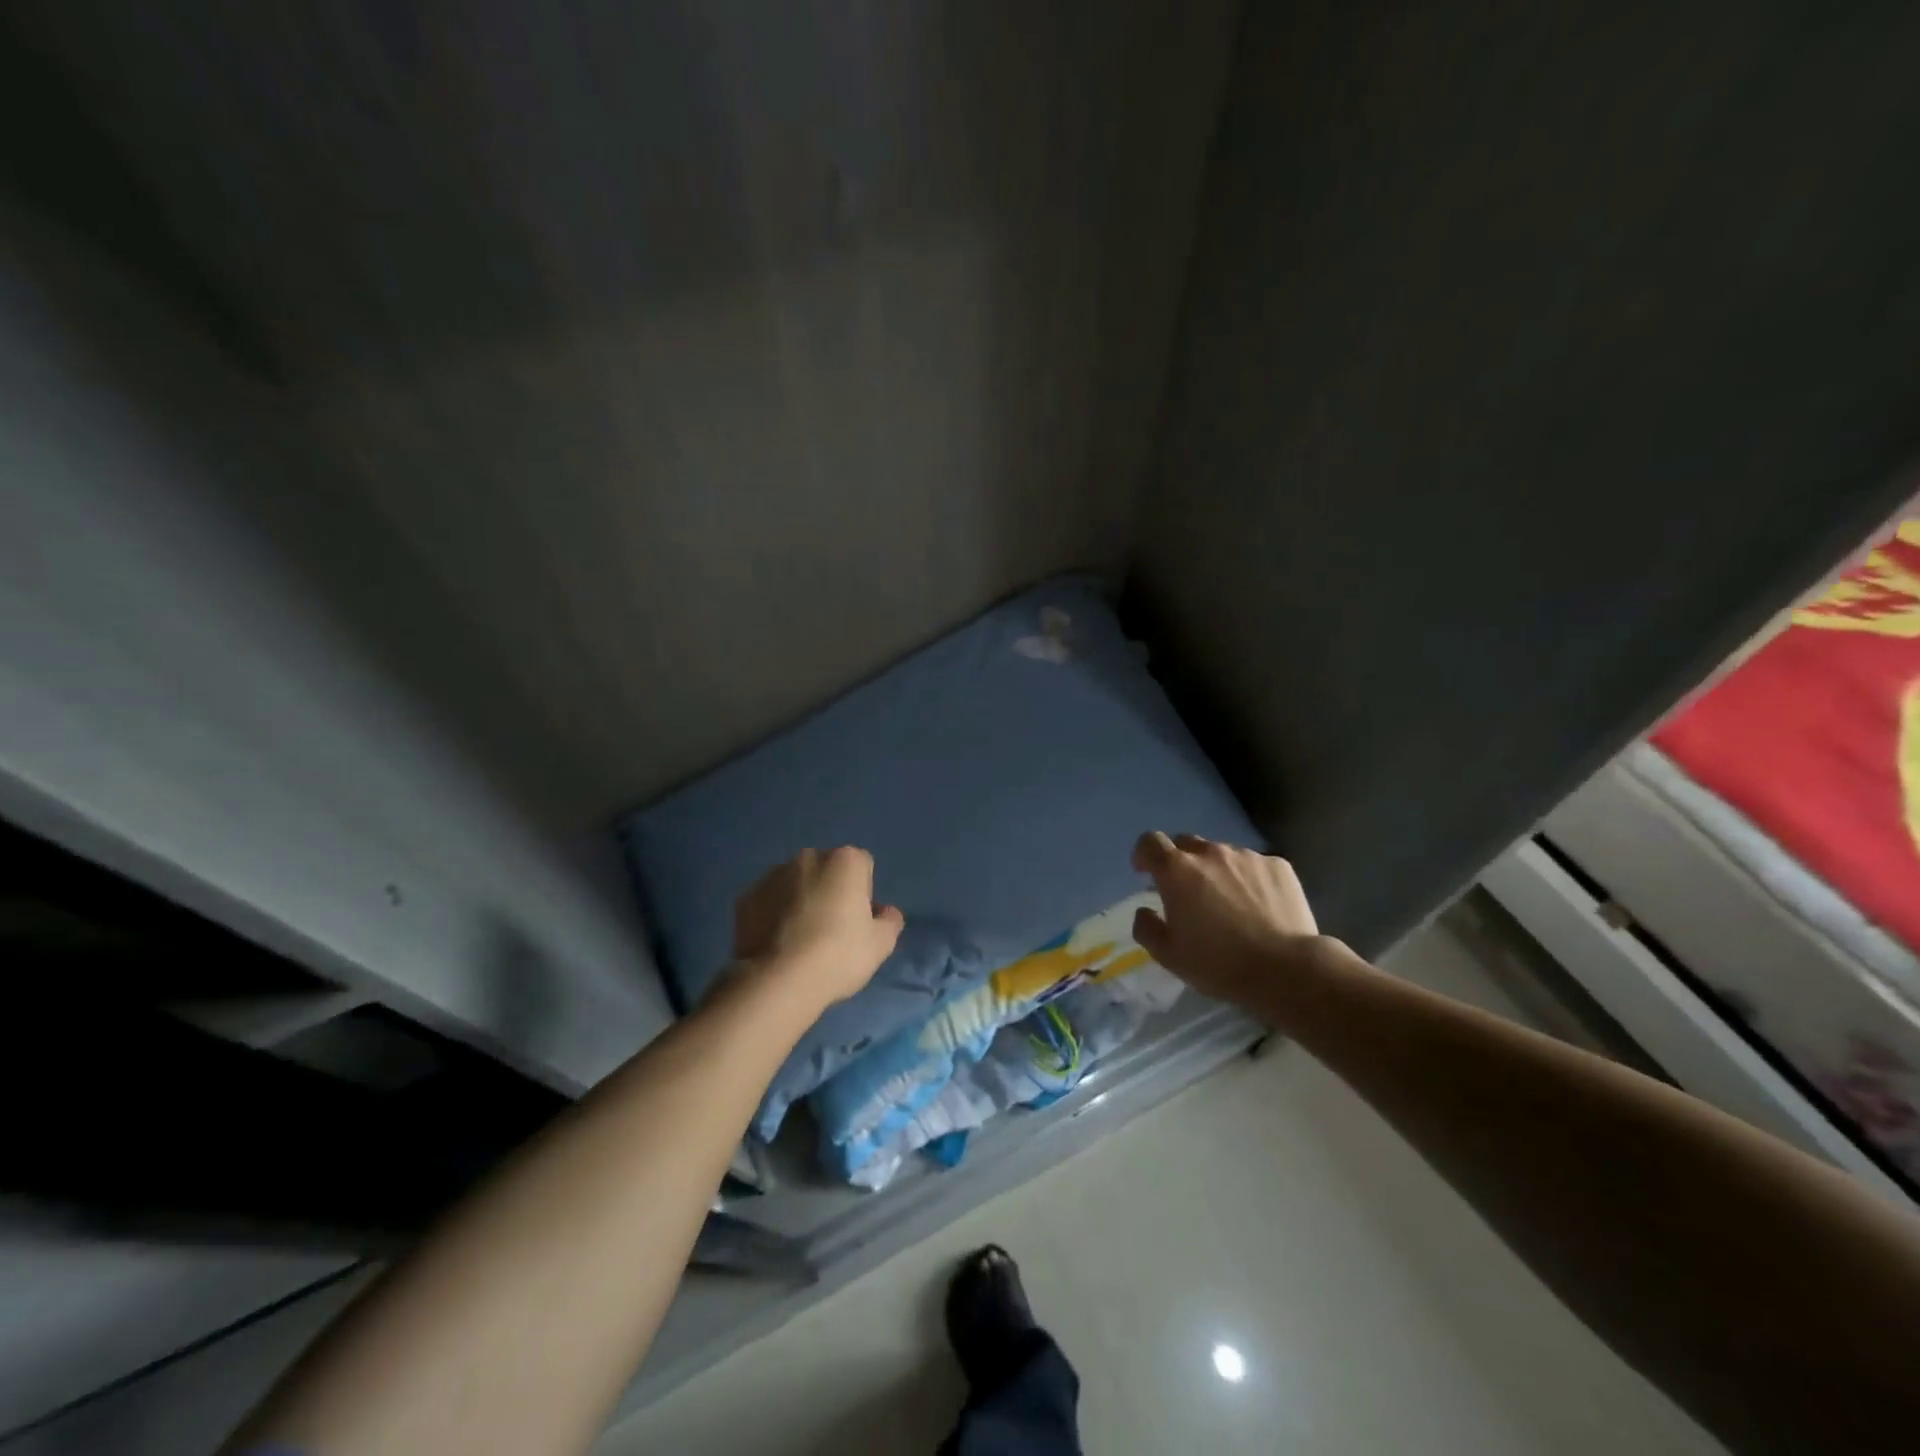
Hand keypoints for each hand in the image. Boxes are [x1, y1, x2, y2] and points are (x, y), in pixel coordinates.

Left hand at [732, 847, 904, 1007]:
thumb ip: (890, 921)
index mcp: (845, 860)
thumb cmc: (839, 955)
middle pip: (826, 871)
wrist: (779, 980)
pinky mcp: (745, 898)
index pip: (862, 867)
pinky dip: (772, 915)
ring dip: (799, 901)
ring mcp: (772, 876)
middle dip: (829, 892)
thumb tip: (885, 912)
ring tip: (799, 941)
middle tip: (830, 931)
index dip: (863, 893)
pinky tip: (777, 945)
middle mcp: (808, 857)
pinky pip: (768, 903)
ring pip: (794, 884)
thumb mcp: (881, 944)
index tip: (858, 922)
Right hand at [1130, 832, 1334, 1005]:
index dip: (1144, 854)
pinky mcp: (1278, 865)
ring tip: (1229, 902)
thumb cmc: (1219, 964)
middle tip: (1187, 891)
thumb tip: (1145, 910)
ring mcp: (1247, 856)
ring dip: (1216, 871)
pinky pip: (1254, 865)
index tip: (1146, 873)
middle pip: (1186, 843)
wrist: (1287, 970)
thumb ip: (1146, 927)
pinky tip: (1259, 906)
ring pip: (1222, 854)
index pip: (1150, 842)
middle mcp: (1210, 853)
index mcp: (1177, 871)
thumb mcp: (1169, 956)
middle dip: (1180, 862)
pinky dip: (1249, 879)